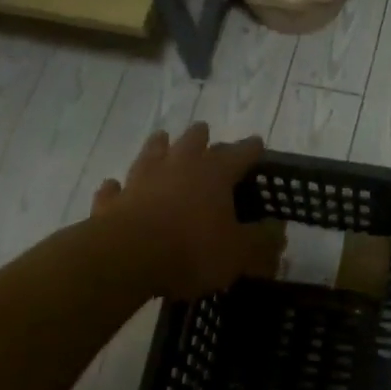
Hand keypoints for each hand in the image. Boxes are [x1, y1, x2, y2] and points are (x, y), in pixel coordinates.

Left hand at [90, 124, 284, 298]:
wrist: (124, 258)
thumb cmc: (191, 250)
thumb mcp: (239, 253)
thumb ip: (261, 241)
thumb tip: (279, 230)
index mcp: (214, 174)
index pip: (240, 153)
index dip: (251, 148)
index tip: (258, 143)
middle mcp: (178, 167)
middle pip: (192, 141)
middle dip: (201, 136)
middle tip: (204, 131)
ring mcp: (141, 180)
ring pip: (151, 153)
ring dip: (158, 147)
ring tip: (161, 139)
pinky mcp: (111, 202)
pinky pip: (115, 189)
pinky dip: (117, 187)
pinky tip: (115, 185)